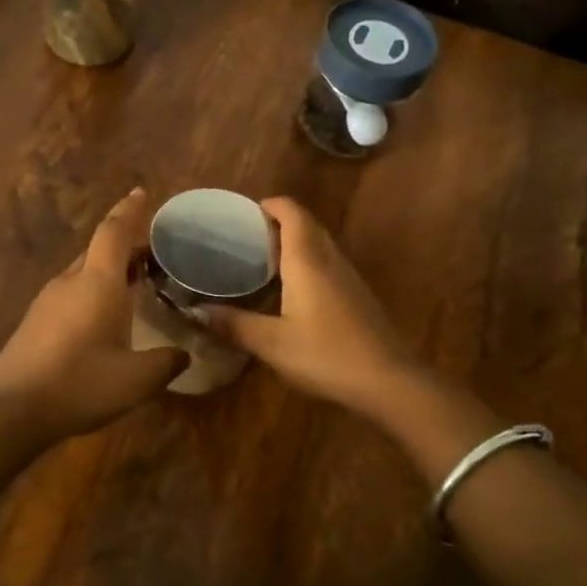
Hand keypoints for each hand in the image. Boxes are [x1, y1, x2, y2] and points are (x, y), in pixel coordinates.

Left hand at [0, 189, 188, 439]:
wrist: (11, 410)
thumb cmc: (80, 384)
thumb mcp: (136, 381)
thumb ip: (166, 363)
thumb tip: (184, 355)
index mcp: (98, 283)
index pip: (114, 232)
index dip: (129, 210)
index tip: (141, 192)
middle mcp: (70, 281)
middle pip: (98, 249)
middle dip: (125, 245)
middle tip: (152, 253)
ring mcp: (47, 300)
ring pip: (83, 271)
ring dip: (108, 270)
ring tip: (133, 283)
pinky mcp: (34, 321)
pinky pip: (70, 292)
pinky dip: (92, 290)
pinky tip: (102, 317)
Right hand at [205, 197, 419, 416]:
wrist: (388, 381)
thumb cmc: (326, 354)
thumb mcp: (272, 343)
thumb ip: (234, 325)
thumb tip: (197, 312)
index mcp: (307, 260)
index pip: (292, 212)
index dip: (270, 205)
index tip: (244, 213)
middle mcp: (330, 260)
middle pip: (306, 225)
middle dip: (278, 222)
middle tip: (247, 237)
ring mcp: (348, 277)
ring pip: (319, 245)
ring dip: (294, 243)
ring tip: (264, 260)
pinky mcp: (357, 297)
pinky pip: (328, 265)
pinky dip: (307, 264)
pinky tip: (292, 291)